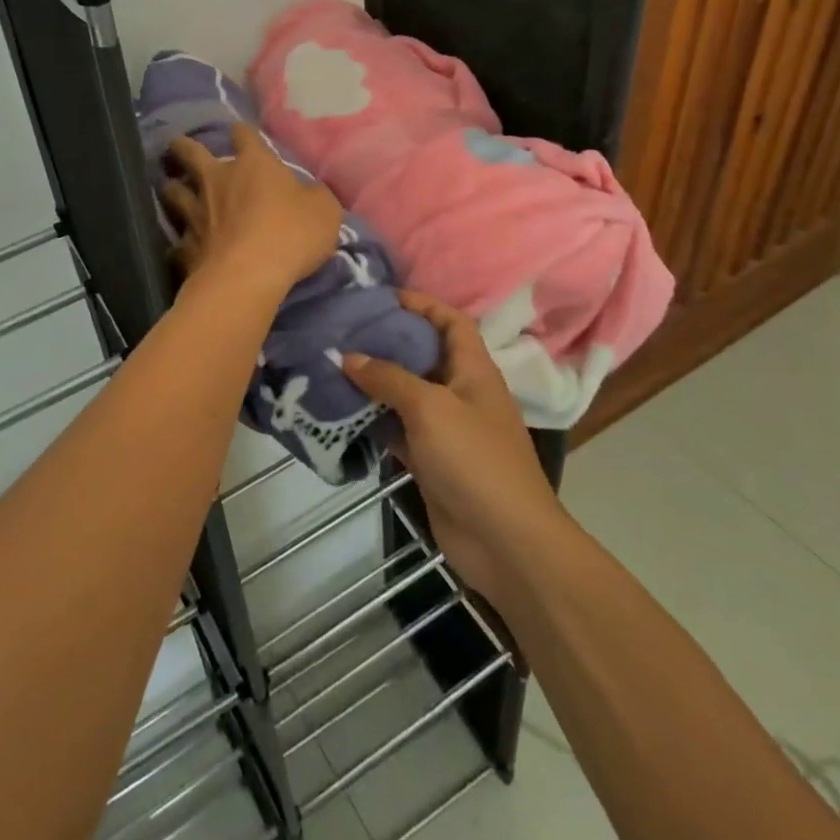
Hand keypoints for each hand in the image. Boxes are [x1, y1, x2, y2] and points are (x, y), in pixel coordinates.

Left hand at [161, 123, 342, 303]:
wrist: (247, 278)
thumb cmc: (291, 235)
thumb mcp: (325, 211)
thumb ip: (316, 197)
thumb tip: (311, 193)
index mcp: (253, 164)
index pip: (244, 135)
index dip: (242, 133)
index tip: (240, 133)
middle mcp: (217, 180)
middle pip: (190, 153)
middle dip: (183, 147)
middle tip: (178, 147)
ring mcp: (195, 213)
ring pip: (172, 191)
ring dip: (172, 189)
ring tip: (171, 189)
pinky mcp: (184, 247)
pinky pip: (176, 241)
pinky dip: (179, 242)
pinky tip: (181, 248)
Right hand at [344, 291, 569, 607]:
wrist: (505, 542)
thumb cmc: (474, 459)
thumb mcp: (430, 407)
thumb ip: (389, 378)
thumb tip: (348, 356)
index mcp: (474, 369)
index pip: (451, 322)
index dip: (422, 304)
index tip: (382, 297)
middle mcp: (461, 392)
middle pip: (424, 355)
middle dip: (389, 341)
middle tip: (345, 331)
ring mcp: (447, 429)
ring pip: (407, 394)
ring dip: (376, 382)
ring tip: (334, 365)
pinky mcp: (432, 461)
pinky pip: (399, 430)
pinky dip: (375, 420)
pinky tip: (343, 413)